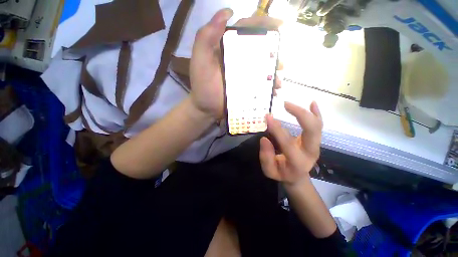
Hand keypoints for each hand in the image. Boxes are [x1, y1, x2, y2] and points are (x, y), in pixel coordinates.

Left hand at [190, 9, 282, 119]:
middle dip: (273, 52)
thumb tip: (227, 12)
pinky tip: (274, 91)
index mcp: (227, 48)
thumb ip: (207, 36)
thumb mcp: (200, 60)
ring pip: (262, 68)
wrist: (206, 108)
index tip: (279, 24)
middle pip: (258, 49)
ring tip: (278, 80)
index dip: (262, 23)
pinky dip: (268, 86)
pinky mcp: (246, 88)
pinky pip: (260, 84)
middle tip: (281, 62)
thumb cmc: (202, 85)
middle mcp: (237, 59)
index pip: (245, 29)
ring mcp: (243, 75)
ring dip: (273, 71)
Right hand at [259, 101, 322, 187]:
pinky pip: (318, 125)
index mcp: (298, 161)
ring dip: (305, 112)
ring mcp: (315, 145)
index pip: (287, 142)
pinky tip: (313, 103)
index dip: (277, 129)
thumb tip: (264, 139)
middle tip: (285, 104)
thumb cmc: (282, 173)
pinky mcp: (315, 140)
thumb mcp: (269, 171)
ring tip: (289, 104)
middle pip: (312, 130)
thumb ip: (266, 157)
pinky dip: (316, 113)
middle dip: (300, 114)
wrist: (297, 176)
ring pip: (317, 125)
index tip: (268, 117)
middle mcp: (311, 152)